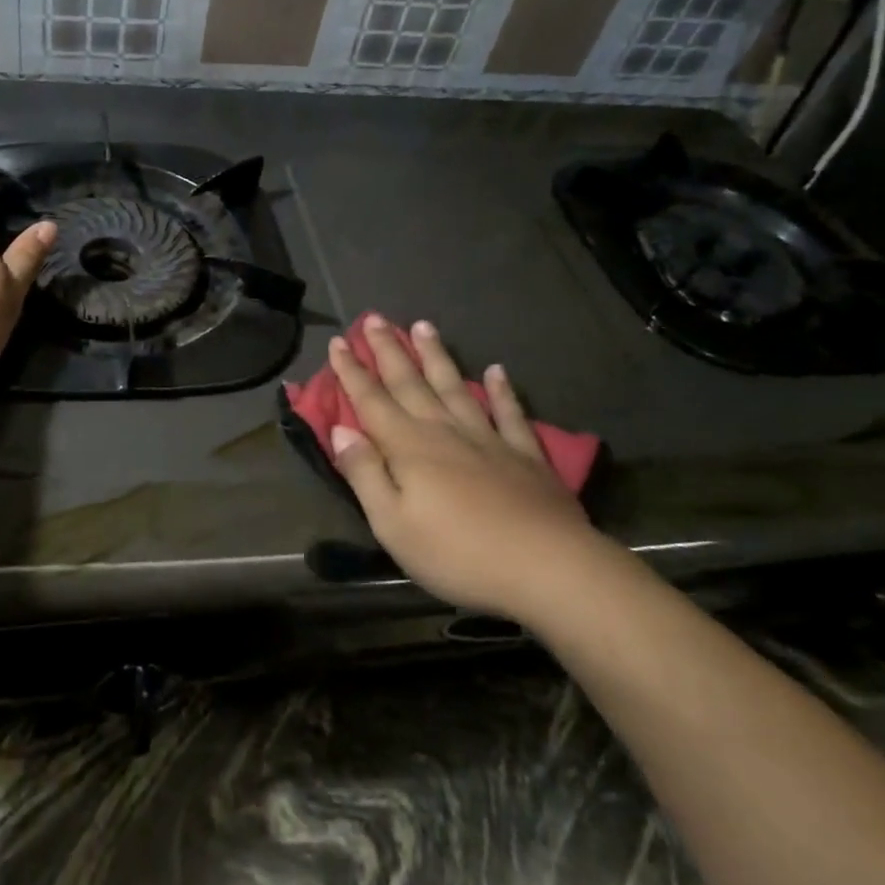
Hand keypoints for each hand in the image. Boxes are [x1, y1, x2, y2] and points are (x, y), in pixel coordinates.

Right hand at [327, 315, 604, 622]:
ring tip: (423, 325)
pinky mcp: (525, 455)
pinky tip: (497, 370)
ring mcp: (487, 439)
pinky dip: (502, 390)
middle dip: (389, 350)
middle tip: (374, 318)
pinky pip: (509, 413)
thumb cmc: (457, 553)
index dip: (352, 371)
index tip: (338, 342)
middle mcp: (444, 430)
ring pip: (454, 386)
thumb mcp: (392, 524)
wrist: (546, 567)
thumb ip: (365, 473)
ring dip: (436, 356)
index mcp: (408, 447)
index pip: (371, 400)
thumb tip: (341, 430)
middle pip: (410, 382)